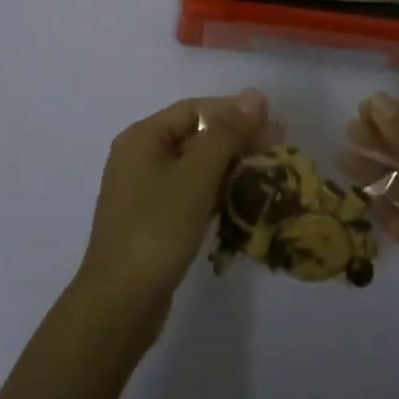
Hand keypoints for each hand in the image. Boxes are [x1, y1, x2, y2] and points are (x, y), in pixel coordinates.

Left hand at [75, 89, 276, 339]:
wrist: (120, 304)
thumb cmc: (157, 228)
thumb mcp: (196, 175)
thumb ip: (227, 133)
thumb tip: (255, 94)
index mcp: (142, 137)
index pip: (194, 109)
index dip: (234, 111)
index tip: (272, 120)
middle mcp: (140, 157)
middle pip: (195, 136)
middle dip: (236, 139)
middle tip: (278, 144)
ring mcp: (144, 192)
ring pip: (195, 167)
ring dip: (230, 166)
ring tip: (269, 171)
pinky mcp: (153, 222)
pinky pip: (190, 194)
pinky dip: (217, 192)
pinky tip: (244, 200)